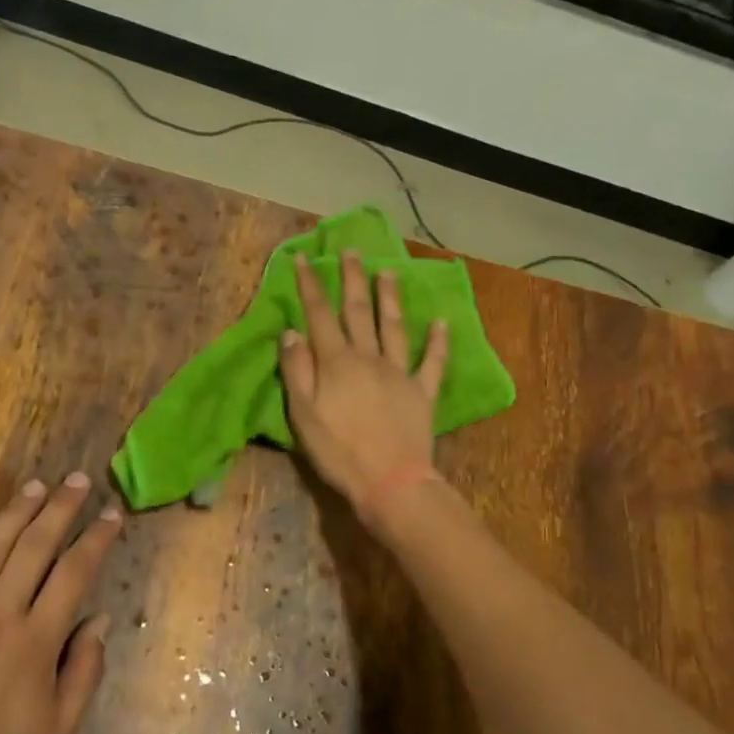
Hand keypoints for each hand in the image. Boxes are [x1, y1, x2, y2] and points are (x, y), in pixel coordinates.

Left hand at [0, 471, 120, 733]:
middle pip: (32, 548)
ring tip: (36, 486)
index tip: (112, 515)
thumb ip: (84, 671)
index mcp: (34, 643)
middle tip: (77, 481)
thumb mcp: (57, 733)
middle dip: (59, 509)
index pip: (73, 574)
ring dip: (15, 513)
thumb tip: (99, 620)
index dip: (95, 540)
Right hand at [279, 250, 447, 519]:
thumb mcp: (303, 414)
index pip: (320, 315)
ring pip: (394, 327)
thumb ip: (297, 370)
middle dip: (352, 279)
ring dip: (390, 298)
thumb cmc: (339, 451)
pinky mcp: (423, 392)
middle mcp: (369, 358)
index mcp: (337, 362)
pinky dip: (438, 341)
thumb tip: (292, 332)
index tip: (305, 258)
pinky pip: (433, 362)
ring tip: (388, 272)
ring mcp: (400, 372)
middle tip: (351, 251)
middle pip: (359, 312)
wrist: (390, 482)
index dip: (310, 285)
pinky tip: (442, 322)